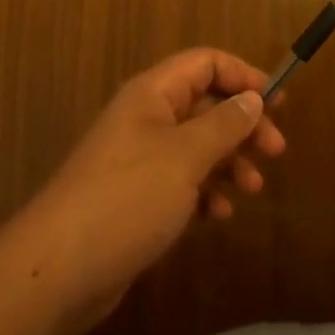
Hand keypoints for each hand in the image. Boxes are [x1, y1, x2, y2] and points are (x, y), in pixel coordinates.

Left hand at [13, 48, 286, 334]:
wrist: (57, 271)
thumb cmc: (127, 198)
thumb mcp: (186, 156)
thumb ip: (225, 124)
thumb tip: (253, 98)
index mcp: (153, 94)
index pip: (205, 63)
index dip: (243, 75)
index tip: (277, 101)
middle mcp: (146, 118)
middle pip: (205, 104)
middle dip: (243, 124)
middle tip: (275, 150)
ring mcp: (139, 158)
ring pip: (197, 145)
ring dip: (229, 160)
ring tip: (254, 188)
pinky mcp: (136, 197)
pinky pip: (181, 180)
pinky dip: (205, 191)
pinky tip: (220, 214)